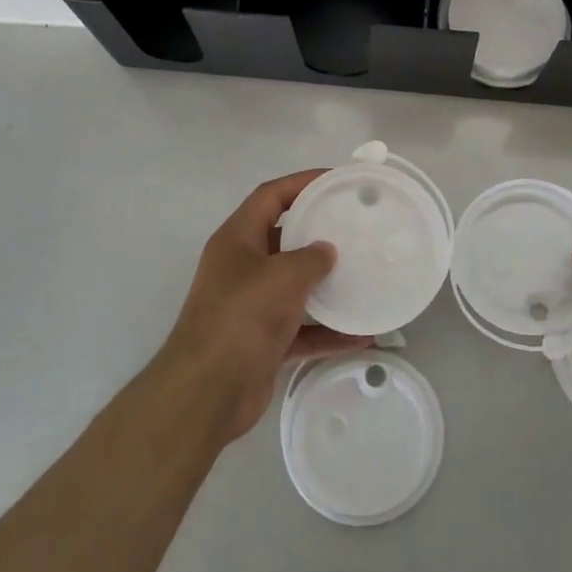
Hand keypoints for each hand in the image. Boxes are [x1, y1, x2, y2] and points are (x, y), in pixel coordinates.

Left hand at [157, 170, 371, 442]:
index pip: (270, 196)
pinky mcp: (262, 341)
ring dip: (326, 285)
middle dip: (318, 233)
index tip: (336, 180)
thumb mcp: (282, 275)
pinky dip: (328, 331)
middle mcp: (241, 267)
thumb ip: (310, 258)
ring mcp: (251, 306)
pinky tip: (362, 335)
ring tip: (364, 276)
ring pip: (294, 285)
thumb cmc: (242, 316)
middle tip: (356, 227)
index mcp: (237, 239)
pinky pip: (301, 329)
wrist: (208, 391)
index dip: (301, 182)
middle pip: (283, 238)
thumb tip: (327, 252)